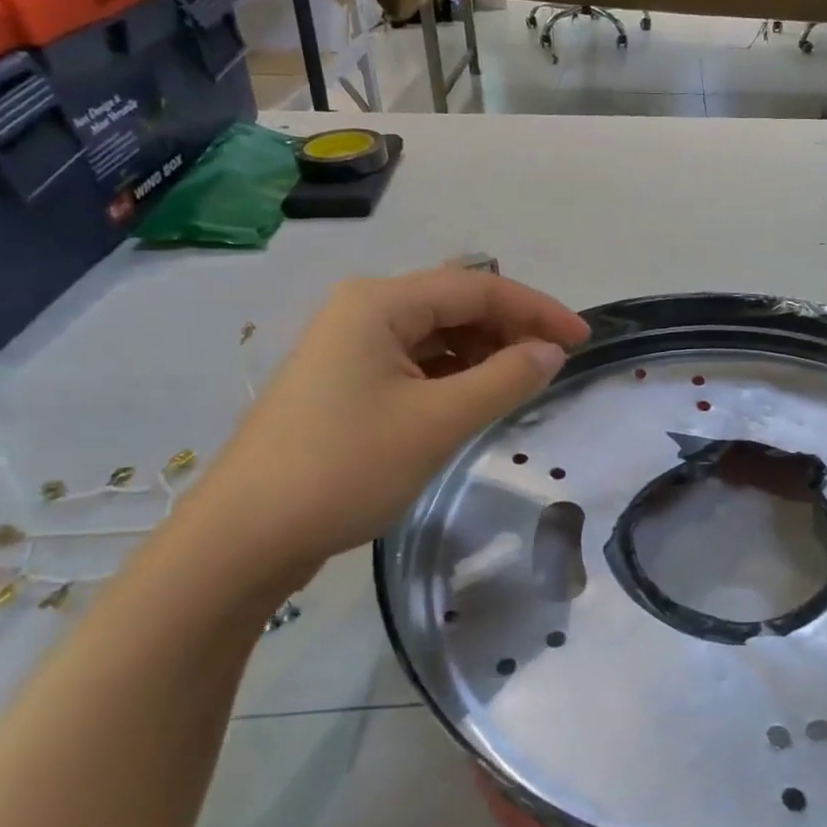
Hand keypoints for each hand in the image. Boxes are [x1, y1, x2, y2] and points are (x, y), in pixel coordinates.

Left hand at [170, 268, 589, 607]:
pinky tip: (472, 399)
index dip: (536, 309)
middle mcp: (362, 311)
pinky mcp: (343, 383)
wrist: (244, 538)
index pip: (477, 287)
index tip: (582, 340)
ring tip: (520, 384)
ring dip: (482, 353)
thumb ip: (505, 378)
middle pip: (454, 305)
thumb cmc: (344, 467)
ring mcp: (347, 347)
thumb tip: (550, 352)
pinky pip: (413, 363)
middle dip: (510, 329)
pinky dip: (451, 375)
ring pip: (434, 335)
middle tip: (554, 365)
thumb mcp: (437, 422)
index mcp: (380, 303)